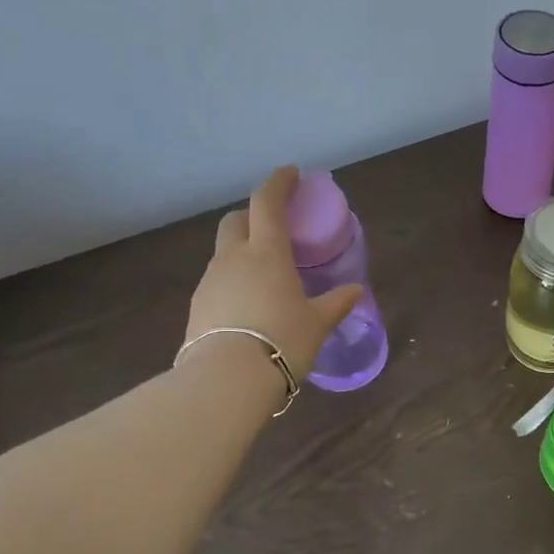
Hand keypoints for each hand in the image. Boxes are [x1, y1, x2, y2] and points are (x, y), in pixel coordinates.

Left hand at [185, 166, 363, 381]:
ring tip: (265, 273)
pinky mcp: (197, 306)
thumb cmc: (282, 341)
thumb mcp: (317, 323)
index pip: (267, 202)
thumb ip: (336, 303)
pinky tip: (248, 303)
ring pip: (224, 251)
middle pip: (236, 220)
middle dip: (253, 215)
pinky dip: (233, 279)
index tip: (290, 173)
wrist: (226, 380)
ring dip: (242, 250)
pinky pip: (218, 280)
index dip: (278, 182)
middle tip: (275, 226)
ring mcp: (210, 281)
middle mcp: (233, 258)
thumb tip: (356, 291)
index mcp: (266, 252)